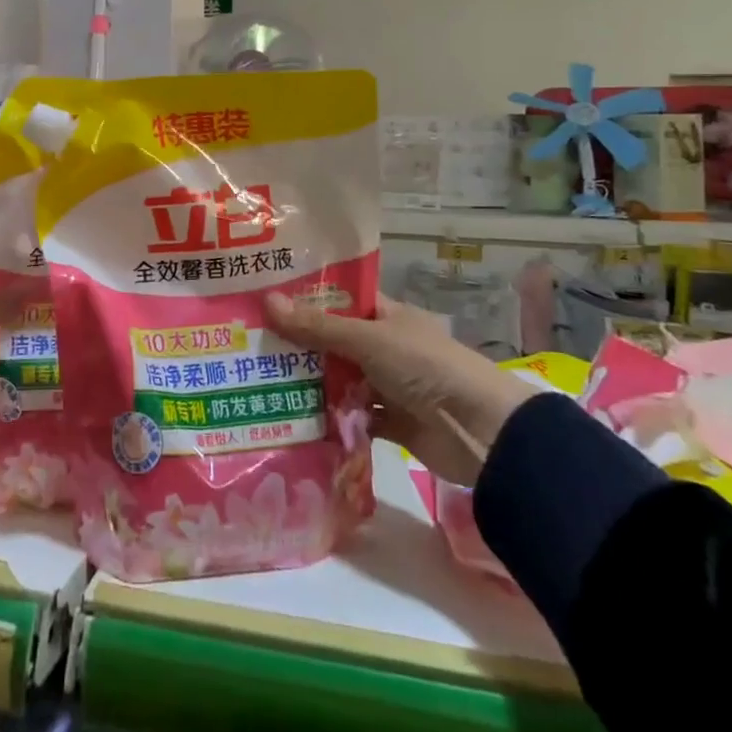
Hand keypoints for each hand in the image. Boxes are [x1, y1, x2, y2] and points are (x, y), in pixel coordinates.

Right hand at [265, 291, 537, 485]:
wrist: (481, 432)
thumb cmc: (425, 367)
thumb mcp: (368, 340)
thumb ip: (318, 327)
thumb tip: (266, 301)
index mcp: (387, 316)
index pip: (340, 301)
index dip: (306, 300)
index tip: (264, 300)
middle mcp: (385, 347)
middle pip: (333, 343)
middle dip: (298, 347)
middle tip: (249, 345)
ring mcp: (388, 386)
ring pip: (340, 381)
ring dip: (309, 385)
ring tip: (258, 382)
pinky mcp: (389, 423)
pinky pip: (351, 418)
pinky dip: (329, 420)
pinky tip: (291, 420)